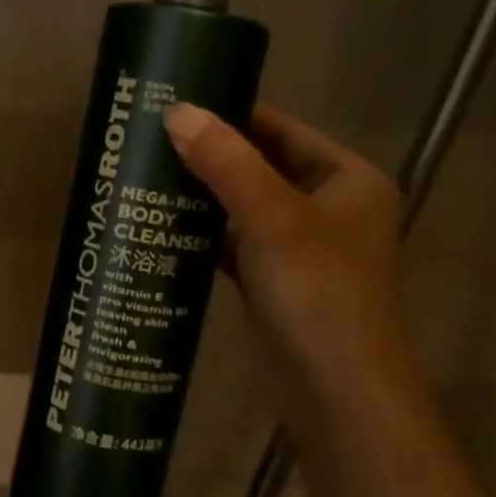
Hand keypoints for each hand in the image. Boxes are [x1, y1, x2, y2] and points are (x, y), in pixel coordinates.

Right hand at [164, 103, 417, 423]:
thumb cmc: (317, 292)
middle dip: (210, 158)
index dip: (231, 115)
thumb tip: (177, 112)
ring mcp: (303, 250)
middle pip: (261, 168)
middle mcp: (330, 208)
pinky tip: (164, 230)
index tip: (177, 106)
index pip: (282, 130)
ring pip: (245, 209)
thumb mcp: (271, 218)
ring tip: (148, 179)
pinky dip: (206, 238)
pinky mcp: (277, 284)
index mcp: (347, 180)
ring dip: (203, 198)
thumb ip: (226, 162)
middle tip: (151, 143)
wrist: (336, 390)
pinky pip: (237, 246)